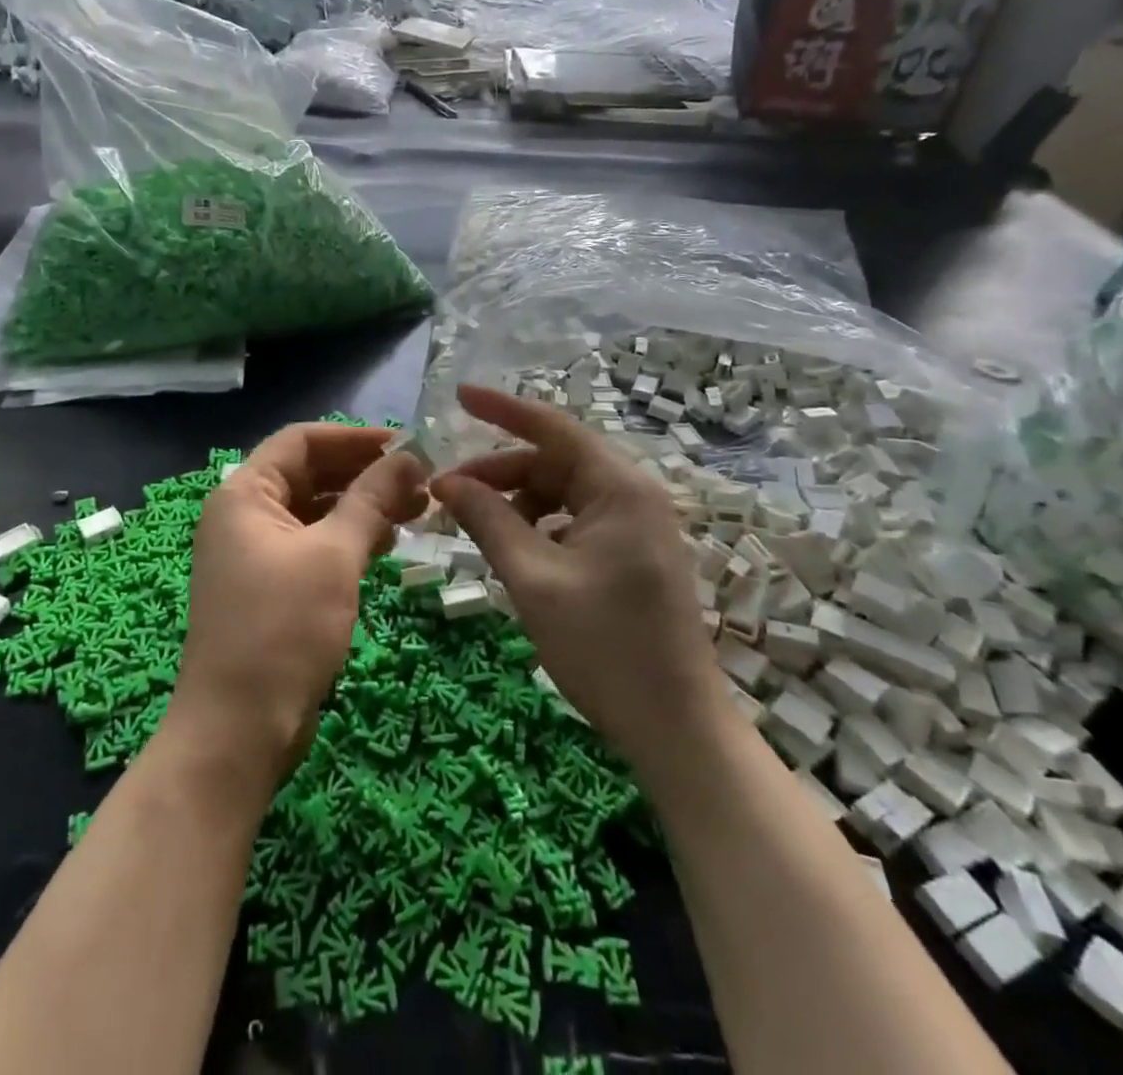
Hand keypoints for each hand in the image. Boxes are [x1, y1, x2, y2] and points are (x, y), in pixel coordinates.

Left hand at [168, 423, 429, 794]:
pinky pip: (314, 545)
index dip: (354, 438)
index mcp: (245, 493)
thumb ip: (371, 499)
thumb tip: (409, 457)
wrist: (238, 729)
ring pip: (316, 511)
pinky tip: (388, 544)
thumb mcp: (334, 556)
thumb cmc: (282, 628)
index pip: (302, 440)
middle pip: (310, 473)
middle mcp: (245, 515)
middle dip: (365, 474)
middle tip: (421, 482)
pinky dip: (349, 538)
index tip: (407, 446)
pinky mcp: (271, 586)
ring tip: (417, 511)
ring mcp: (256, 553)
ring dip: (363, 506)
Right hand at [430, 385, 720, 772]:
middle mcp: (634, 495)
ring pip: (563, 493)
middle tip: (446, 495)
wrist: (676, 728)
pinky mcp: (634, 554)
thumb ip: (489, 521)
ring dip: (517, 503)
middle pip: (554, 462)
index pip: (552, 427)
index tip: (459, 395)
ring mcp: (638, 526)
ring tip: (477, 528)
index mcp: (619, 488)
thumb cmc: (604, 648)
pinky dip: (540, 527)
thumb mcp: (534, 579)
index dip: (502, 408)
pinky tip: (515, 551)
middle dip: (499, 472)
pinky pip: (576, 521)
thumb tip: (447, 483)